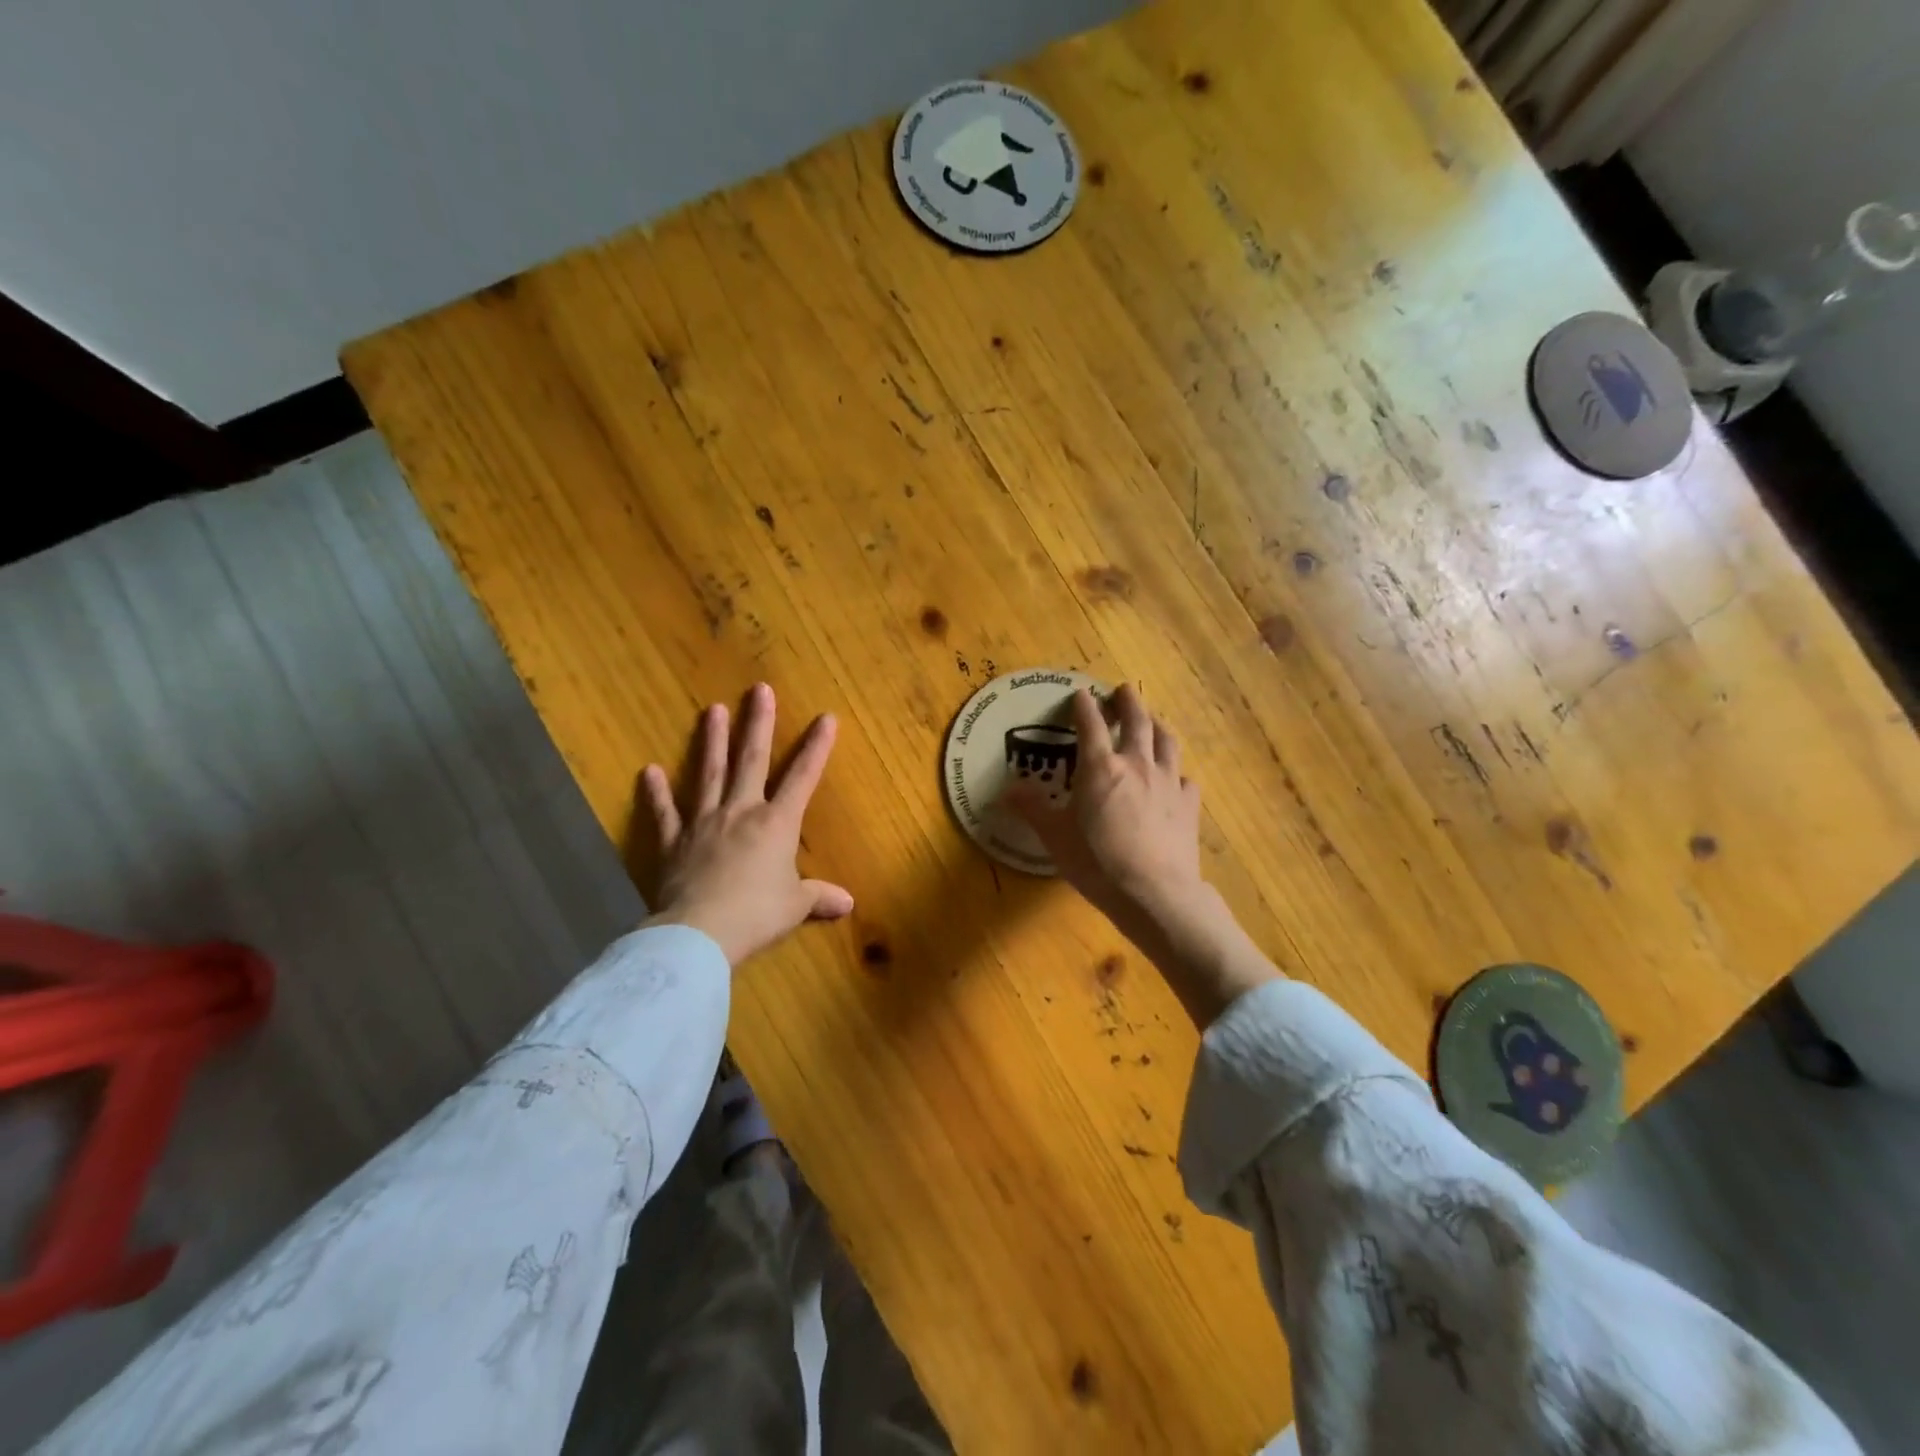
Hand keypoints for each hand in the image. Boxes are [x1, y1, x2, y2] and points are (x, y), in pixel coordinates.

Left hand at [639, 683, 853, 965]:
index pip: (803, 778)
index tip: (826, 717)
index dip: (817, 747)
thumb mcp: (795, 906)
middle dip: (759, 724)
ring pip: (709, 773)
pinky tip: (648, 771)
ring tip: (712, 709)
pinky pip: (665, 813)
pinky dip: (656, 793)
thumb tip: (849, 904)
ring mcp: (704, 823)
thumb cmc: (757, 914)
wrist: (701, 933)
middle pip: (752, 760)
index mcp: (777, 823)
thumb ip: (819, 897)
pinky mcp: (673, 842)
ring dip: (712, 741)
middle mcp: (741, 811)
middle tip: (759, 690)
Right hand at [1006, 684, 1204, 929]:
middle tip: (1123, 690)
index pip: (1091, 724)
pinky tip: (1175, 778)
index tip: (1080, 693)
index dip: (1084, 705)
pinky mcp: (1189, 804)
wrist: (1154, 893)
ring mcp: (1168, 782)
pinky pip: (1185, 778)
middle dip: (1129, 701)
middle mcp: (1137, 764)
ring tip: (1153, 720)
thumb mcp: (1055, 837)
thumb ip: (1032, 809)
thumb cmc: (1097, 863)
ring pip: (1167, 741)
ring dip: (1157, 725)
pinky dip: (1177, 772)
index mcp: (1101, 768)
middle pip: (1137, 720)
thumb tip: (1007, 790)